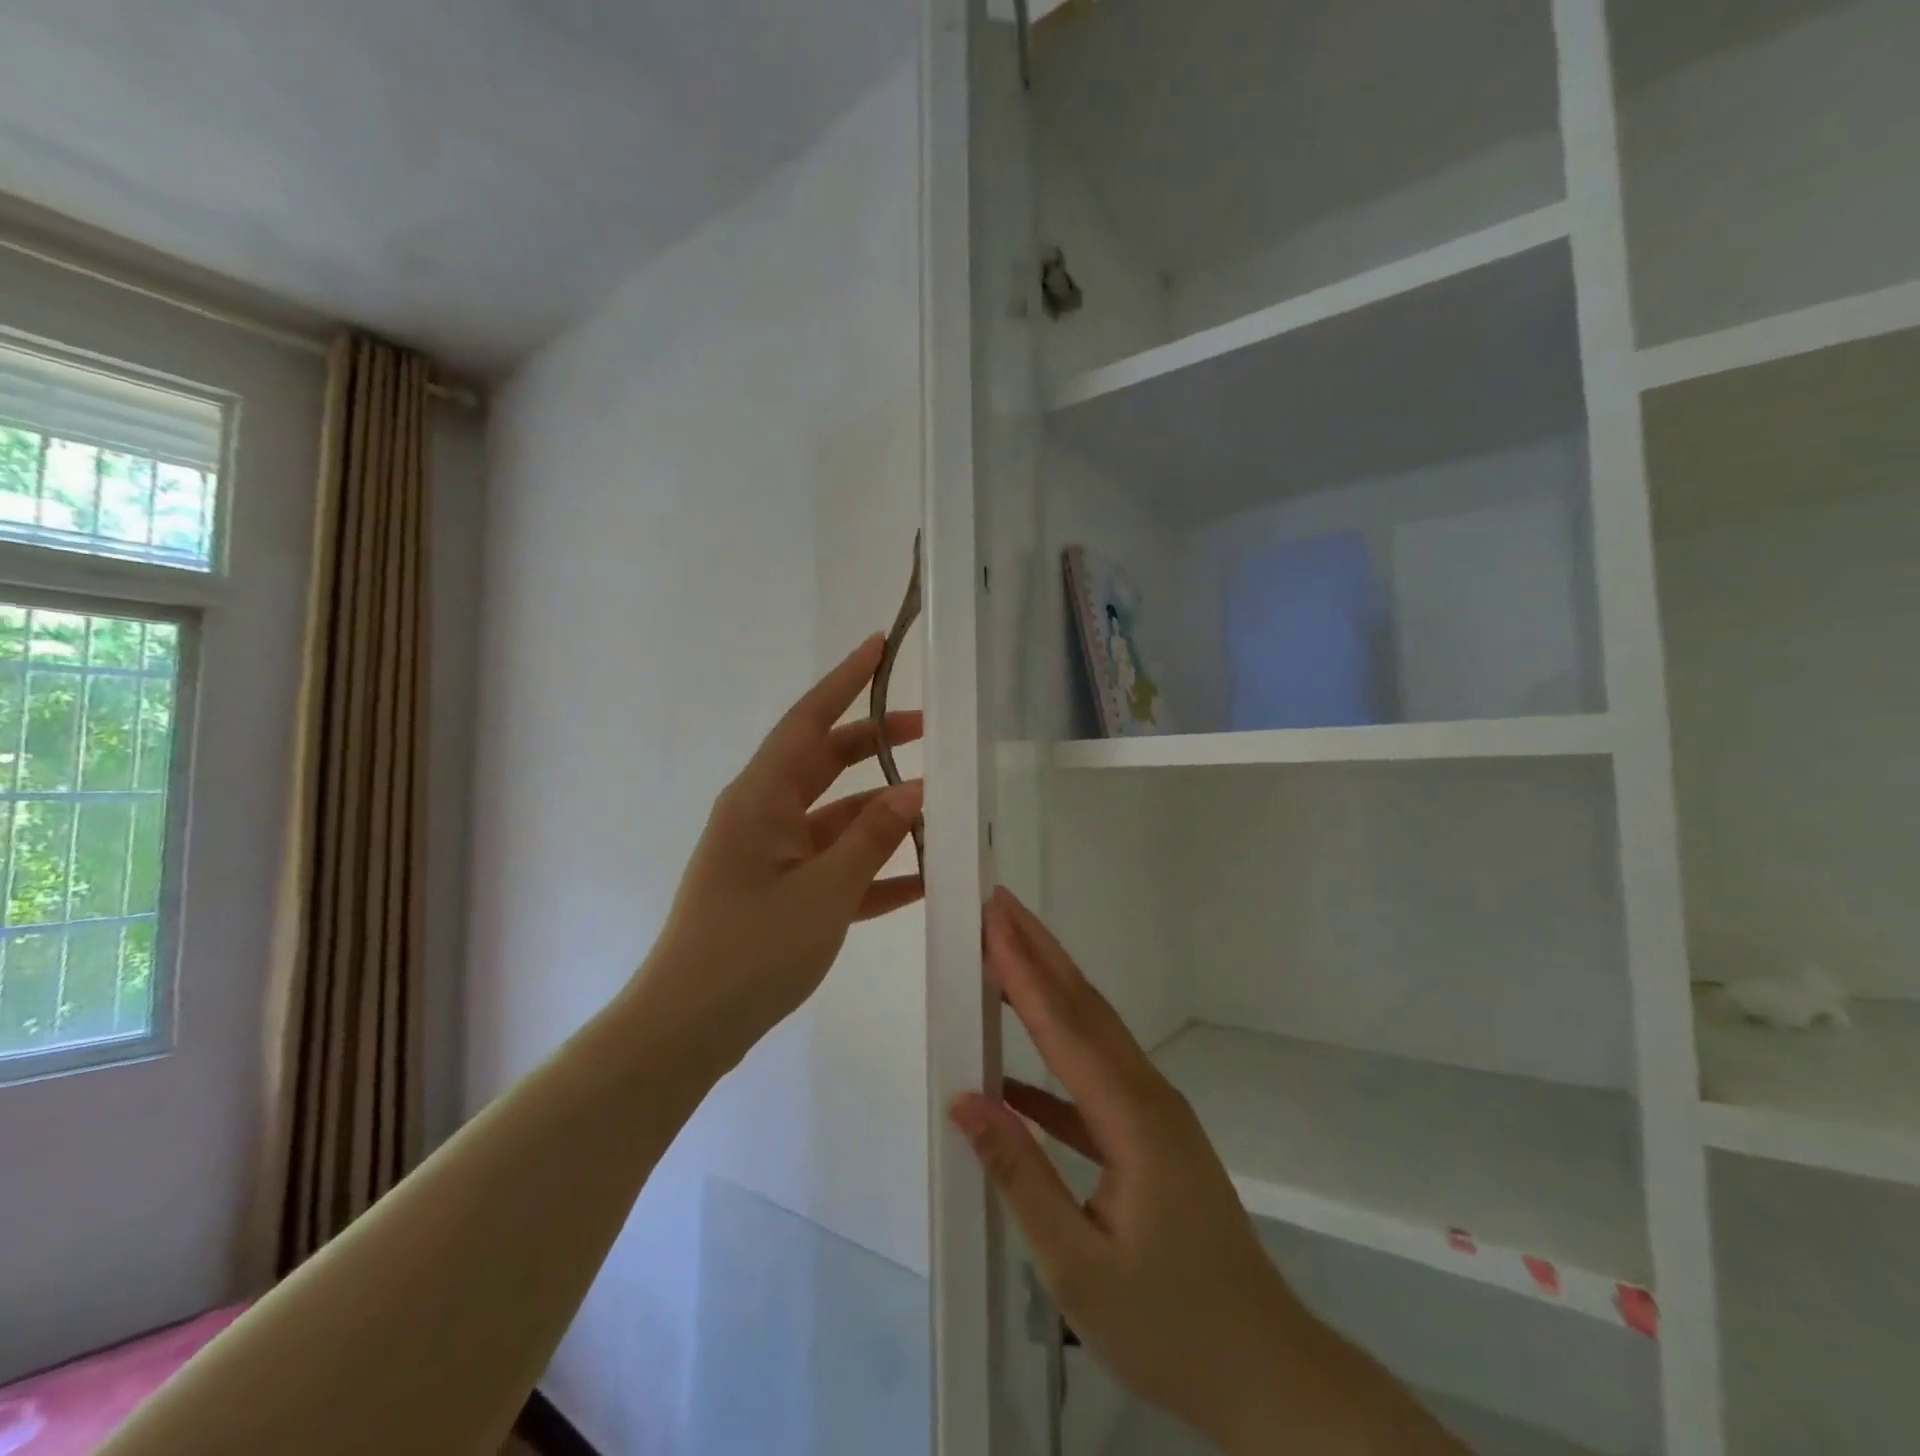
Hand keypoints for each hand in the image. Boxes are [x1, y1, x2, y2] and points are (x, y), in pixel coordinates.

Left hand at [645, 635, 924, 1068]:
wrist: (688, 1029)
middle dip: (877, 747)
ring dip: (883, 817)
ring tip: (940, 813)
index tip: (879, 647)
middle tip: (931, 732)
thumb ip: (872, 838)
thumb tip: (915, 791)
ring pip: (836, 819)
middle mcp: (763, 815)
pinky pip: (833, 867)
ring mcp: (771, 856)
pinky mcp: (780, 894)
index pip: (809, 721)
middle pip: (827, 764)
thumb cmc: (751, 949)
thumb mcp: (824, 891)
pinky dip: (872, 869)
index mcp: (761, 798)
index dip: (845, 682)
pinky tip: (919, 880)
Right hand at [950, 889, 1297, 1449]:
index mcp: (1132, 1117)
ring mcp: (1154, 1114)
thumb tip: (964, 1099)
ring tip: (1006, 954)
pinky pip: (1095, 1081)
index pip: (1063, 1024)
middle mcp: (1147, 1095)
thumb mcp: (1078, 1267)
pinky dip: (1055, 1061)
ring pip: (1093, 1034)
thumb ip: (1021, 1175)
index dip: (1023, 968)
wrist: (1267, 1372)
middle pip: (1084, 1006)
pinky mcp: (1153, 1137)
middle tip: (1000, 905)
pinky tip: (1014, 1076)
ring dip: (1049, 989)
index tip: (993, 919)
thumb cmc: (1171, 1327)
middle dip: (1039, 951)